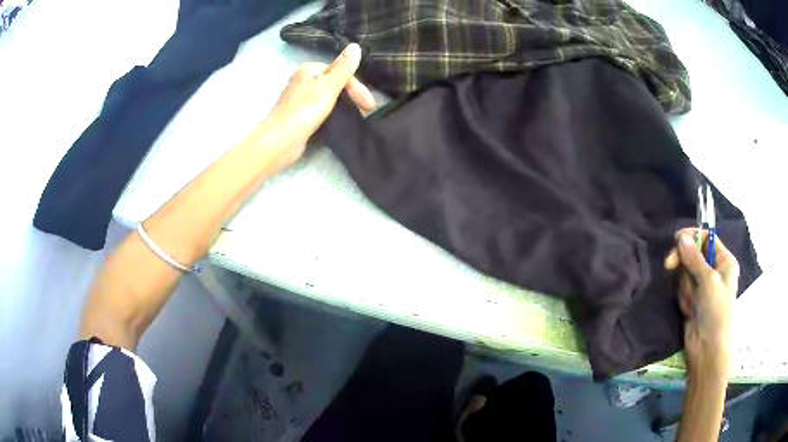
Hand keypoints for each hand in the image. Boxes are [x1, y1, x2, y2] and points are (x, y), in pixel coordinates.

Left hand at [263, 43, 375, 165]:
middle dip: (351, 96)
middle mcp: (302, 80)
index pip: (340, 72)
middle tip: (365, 112)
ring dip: (344, 106)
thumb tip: (355, 46)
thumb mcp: (328, 86)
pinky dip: (332, 114)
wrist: (280, 141)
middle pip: (334, 84)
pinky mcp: (299, 116)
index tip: (369, 105)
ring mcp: (299, 99)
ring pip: (328, 98)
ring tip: (356, 117)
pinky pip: (321, 110)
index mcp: (309, 69)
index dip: (357, 87)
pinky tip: (338, 123)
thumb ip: (343, 67)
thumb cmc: (305, 110)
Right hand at [664, 228, 739, 374]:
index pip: (707, 238)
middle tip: (669, 265)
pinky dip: (683, 297)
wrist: (707, 349)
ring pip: (686, 272)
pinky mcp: (693, 300)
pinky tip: (689, 310)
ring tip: (692, 303)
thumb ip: (694, 258)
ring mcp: (703, 286)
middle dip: (683, 261)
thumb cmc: (716, 311)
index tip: (676, 240)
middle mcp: (714, 270)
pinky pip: (683, 288)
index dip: (692, 236)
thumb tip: (681, 237)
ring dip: (685, 286)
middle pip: (694, 254)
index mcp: (724, 261)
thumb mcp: (708, 280)